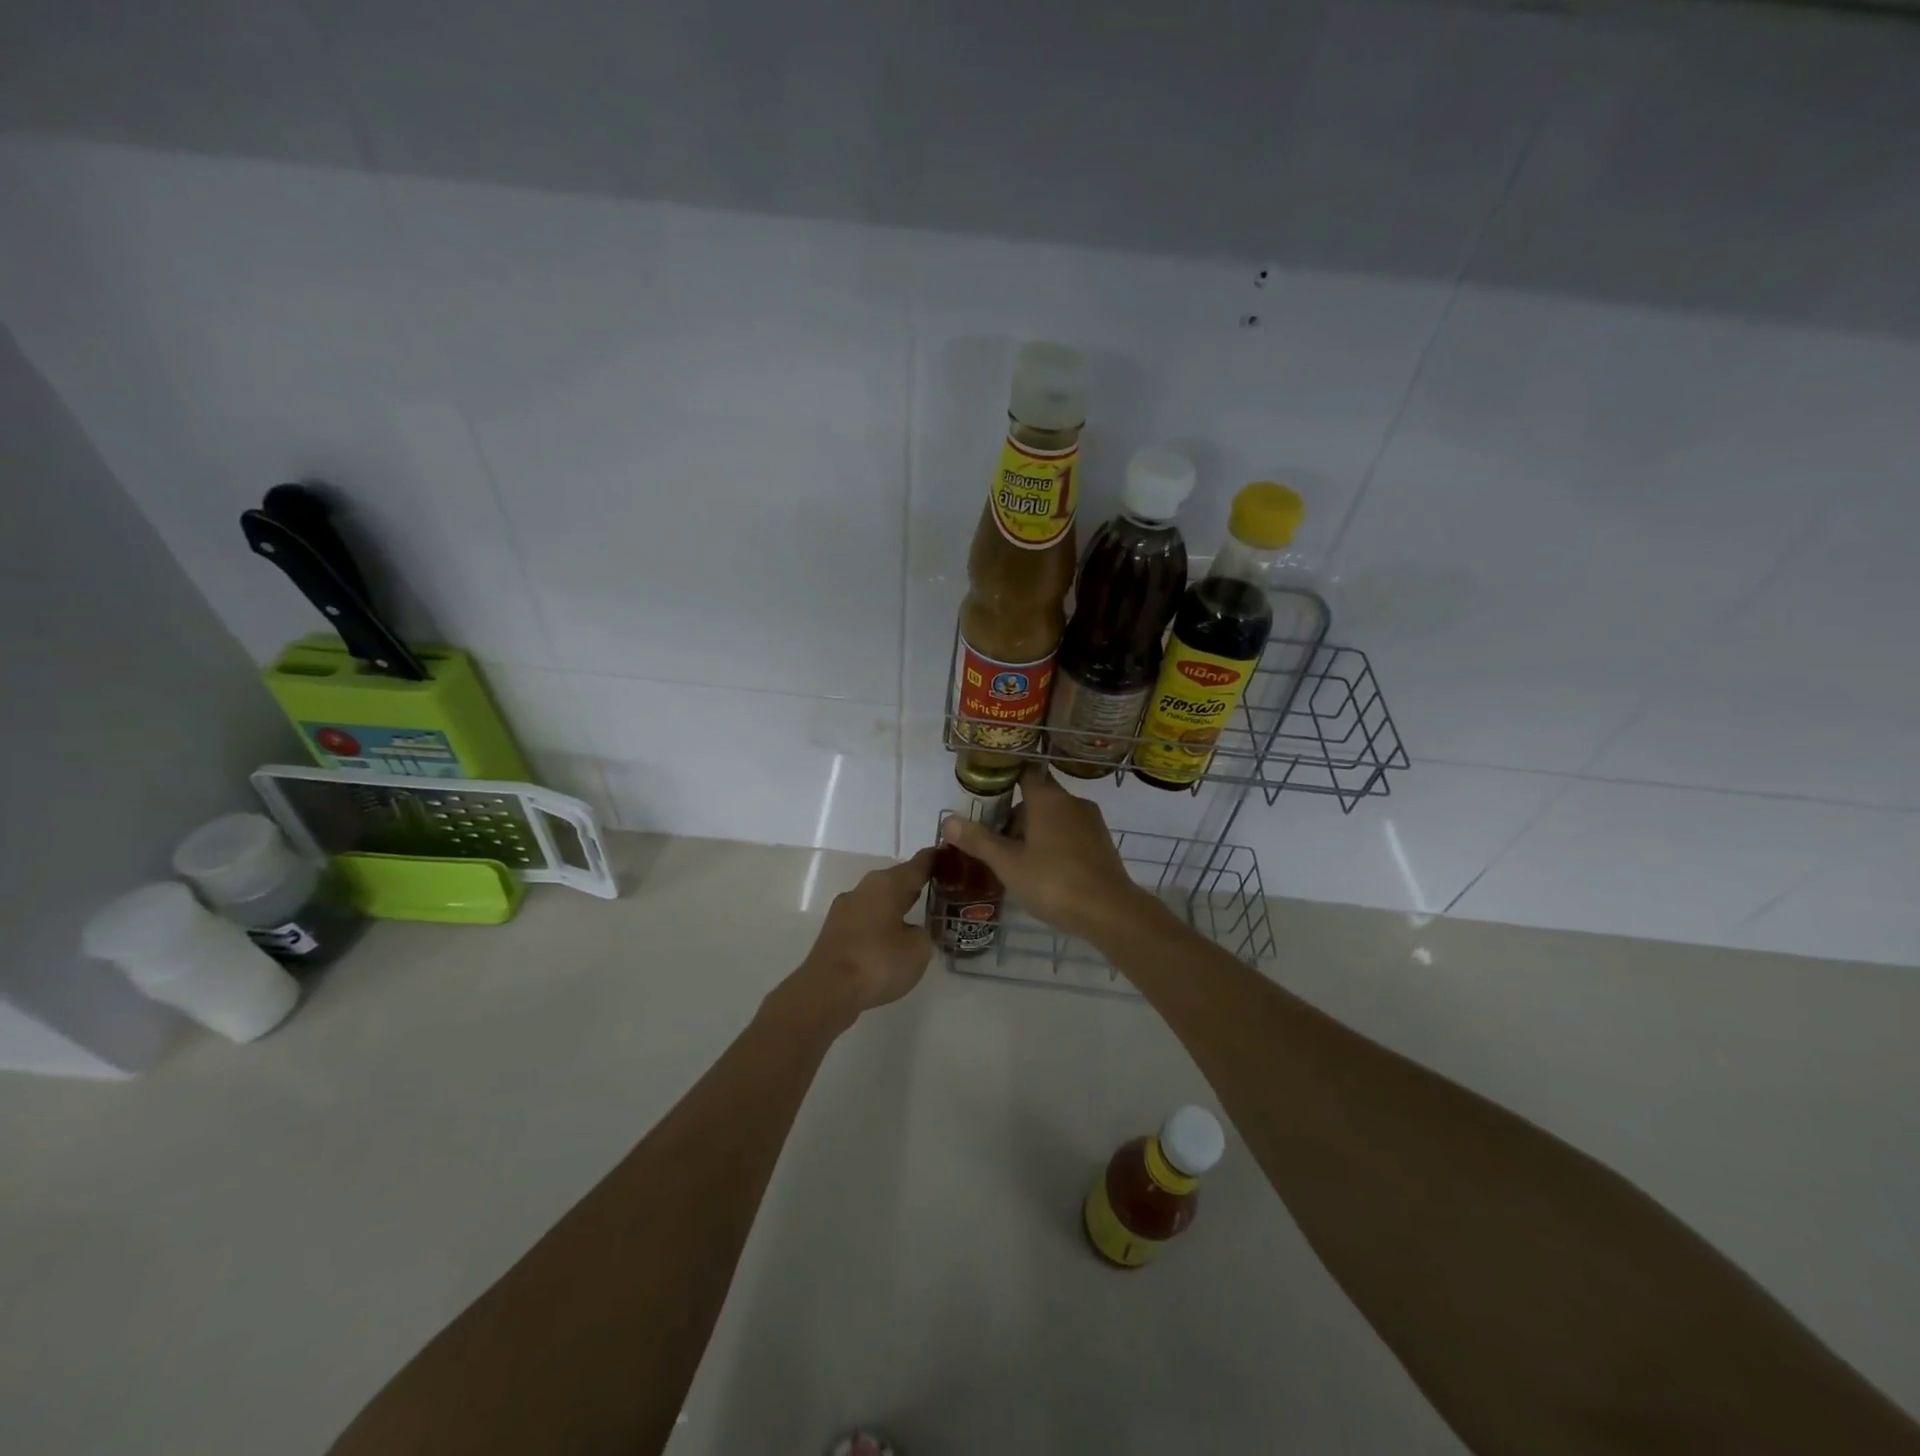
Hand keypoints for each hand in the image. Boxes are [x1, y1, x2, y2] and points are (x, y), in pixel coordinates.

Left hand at [773, 848, 936, 1031]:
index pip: (917, 865)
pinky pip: (865, 920)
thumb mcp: (918, 949)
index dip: (934, 860)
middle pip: (895, 881)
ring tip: (914, 916)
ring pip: (877, 901)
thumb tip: (910, 932)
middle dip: (913, 885)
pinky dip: (879, 925)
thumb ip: (921, 934)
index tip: (947, 855)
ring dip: (894, 906)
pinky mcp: (833, 932)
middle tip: (937, 888)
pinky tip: (888, 940)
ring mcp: (844, 910)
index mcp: (887, 884)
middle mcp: (863, 889)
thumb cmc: (878, 961)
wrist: (827, 990)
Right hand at [940, 765, 1161, 941]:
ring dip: (1035, 831)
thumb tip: (947, 820)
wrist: (1109, 911)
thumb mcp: (1008, 864)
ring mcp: (1091, 821)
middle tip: (995, 843)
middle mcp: (1071, 801)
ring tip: (1017, 861)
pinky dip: (1055, 843)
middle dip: (1016, 816)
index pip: (1025, 772)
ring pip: (1055, 817)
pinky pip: (1071, 833)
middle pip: (1038, 797)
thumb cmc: (1053, 882)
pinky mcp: (1102, 842)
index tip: (988, 793)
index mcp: (1047, 798)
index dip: (1006, 778)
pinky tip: (1045, 871)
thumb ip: (979, 840)